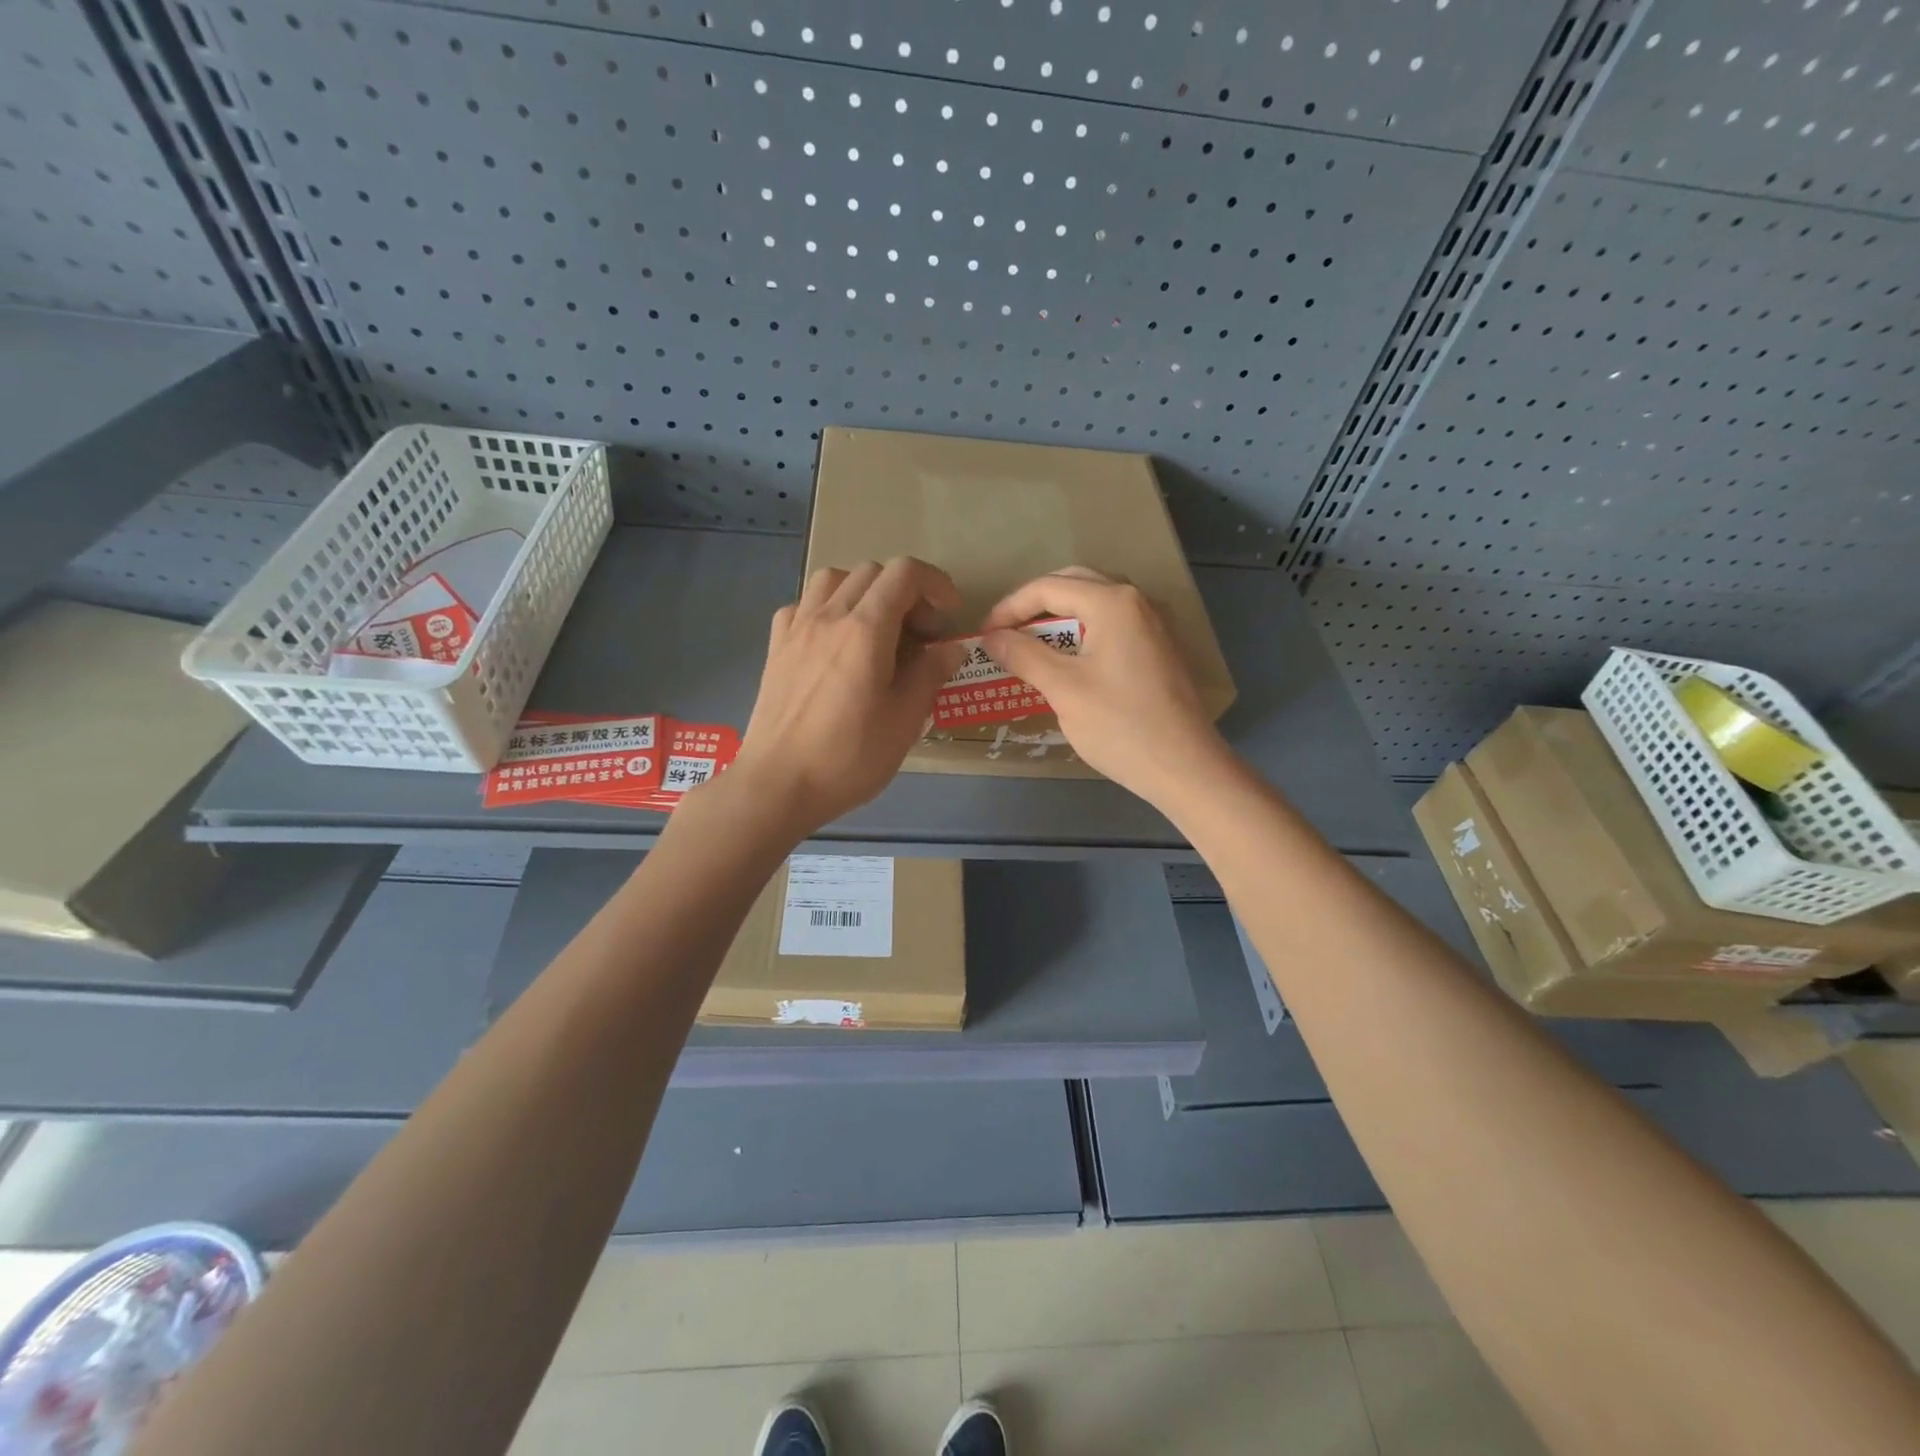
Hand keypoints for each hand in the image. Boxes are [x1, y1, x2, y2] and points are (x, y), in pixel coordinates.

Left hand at [728, 557, 965, 833]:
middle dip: (905, 592)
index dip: (935, 584)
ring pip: (833, 579)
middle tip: (919, 634)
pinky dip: (827, 609)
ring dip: (864, 592)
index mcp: (865, 629)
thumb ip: (930, 675)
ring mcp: (797, 629)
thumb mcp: (904, 721)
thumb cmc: (848, 758)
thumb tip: (952, 648)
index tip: (948, 616)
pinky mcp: (776, 647)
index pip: (905, 574)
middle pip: (872, 572)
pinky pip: (803, 605)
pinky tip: (834, 642)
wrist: (777, 785)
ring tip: (877, 630)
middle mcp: (829, 616)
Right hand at [981, 567, 1232, 808]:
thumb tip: (991, 637)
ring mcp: (1153, 624)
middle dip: (1033, 606)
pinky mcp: (1158, 649)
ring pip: (1094, 605)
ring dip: (1058, 619)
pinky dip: (1081, 634)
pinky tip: (1066, 662)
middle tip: (1005, 635)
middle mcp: (1136, 602)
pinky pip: (1111, 626)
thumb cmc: (1120, 726)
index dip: (1009, 608)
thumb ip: (1023, 655)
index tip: (984, 636)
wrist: (1185, 768)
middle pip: (1073, 585)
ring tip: (1029, 647)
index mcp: (1113, 602)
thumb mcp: (1063, 689)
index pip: (1048, 587)